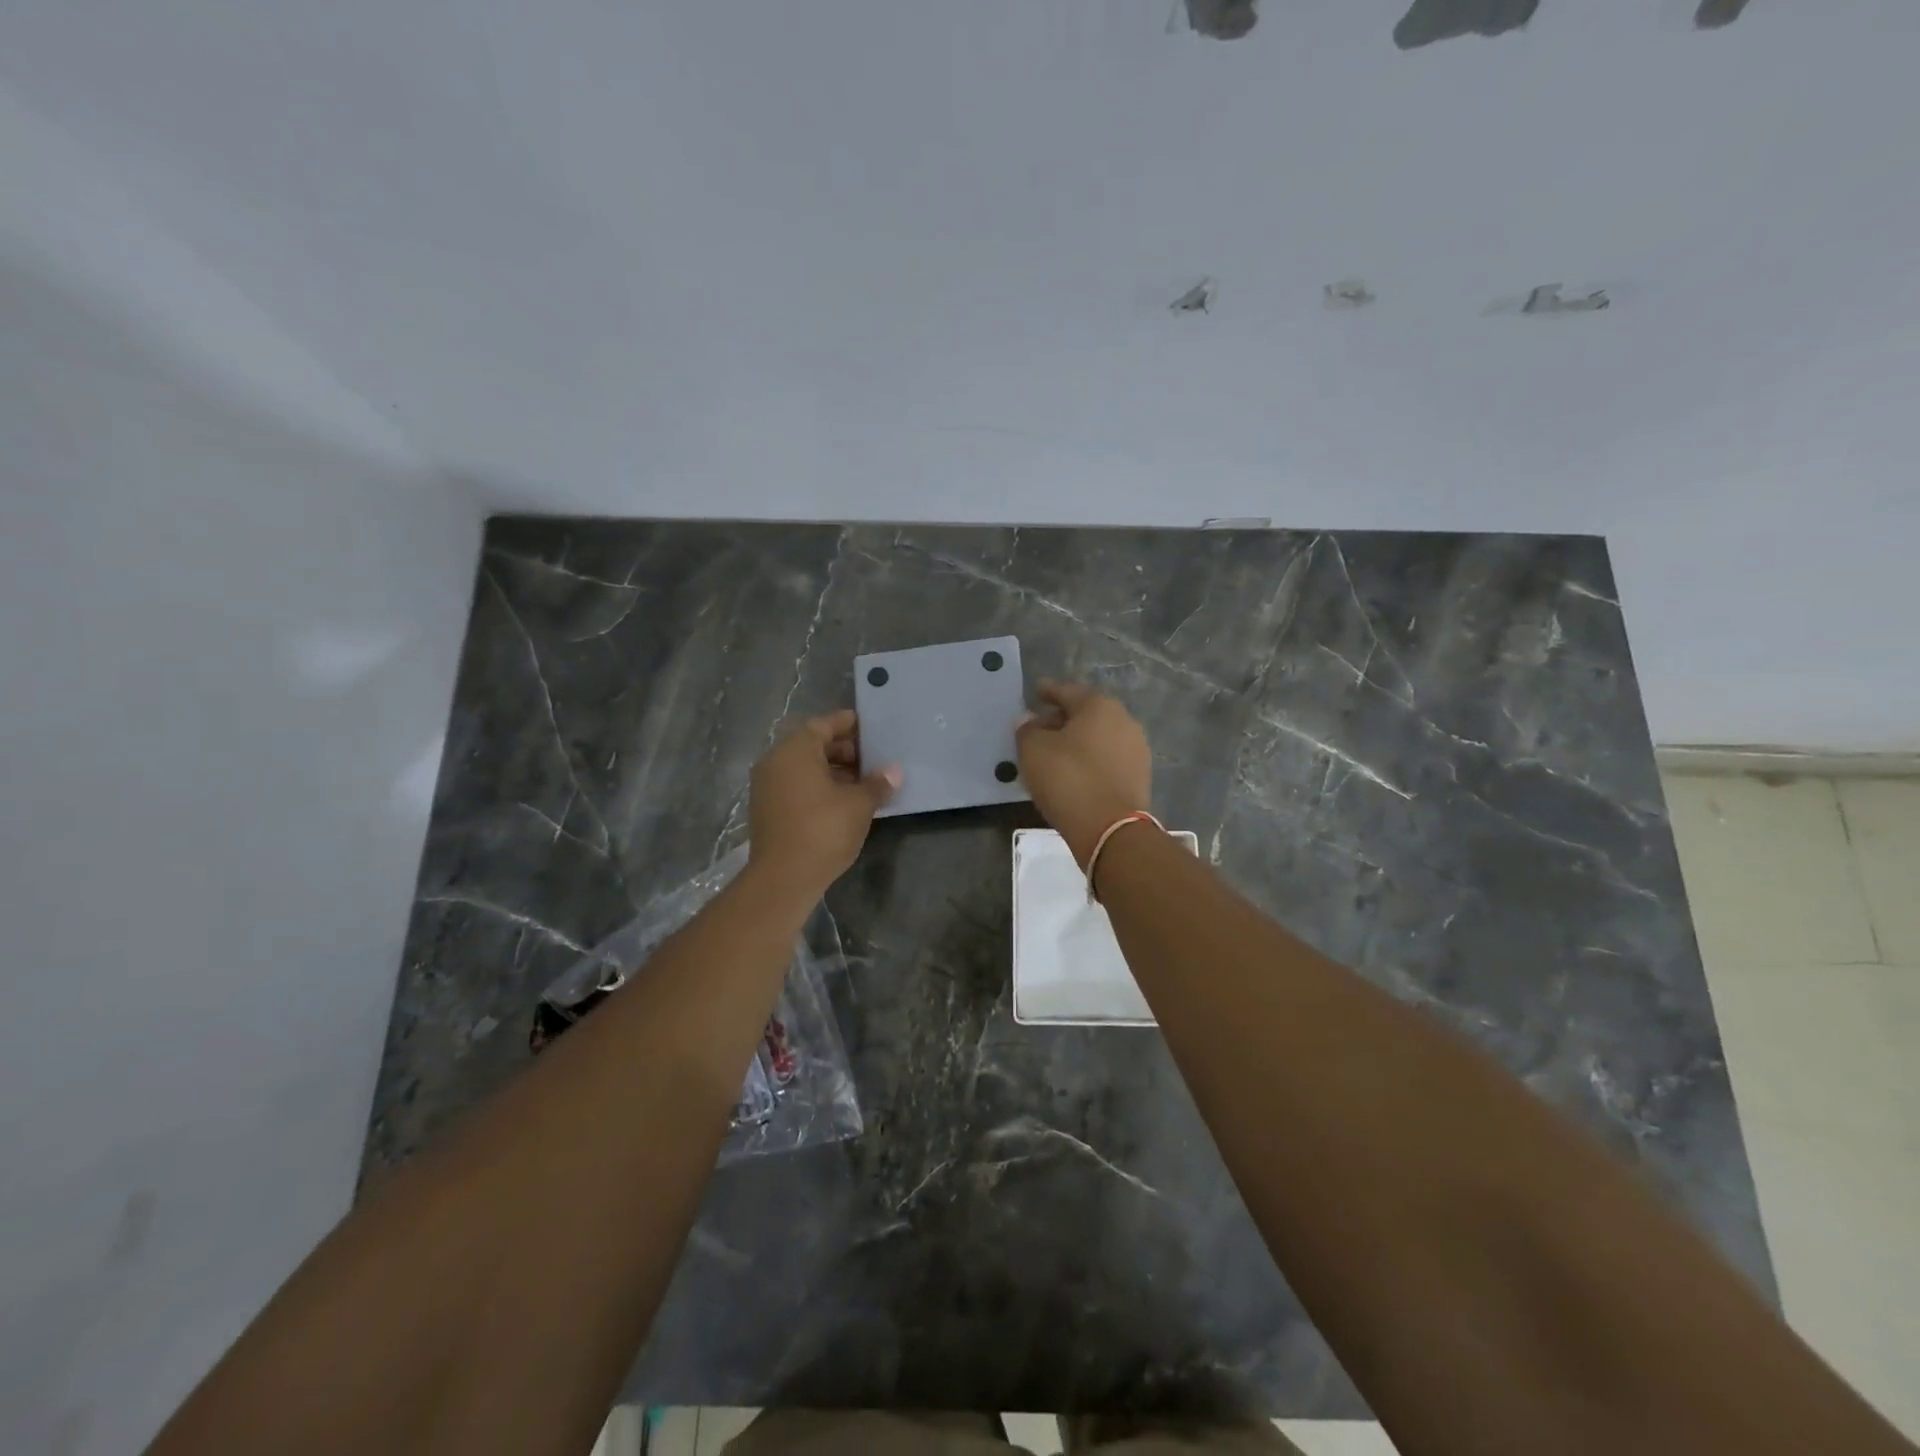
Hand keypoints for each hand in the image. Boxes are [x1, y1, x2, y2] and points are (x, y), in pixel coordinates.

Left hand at [748, 710, 899, 895]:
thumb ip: (877, 784)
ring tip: (863, 781)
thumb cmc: (823, 830)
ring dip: (833, 770)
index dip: (847, 724)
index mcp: (795, 751)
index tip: (868, 725)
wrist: (783, 879)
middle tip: (872, 758)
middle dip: (843, 749)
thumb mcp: (858, 805)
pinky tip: (844, 801)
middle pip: (812, 745)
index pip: (823, 725)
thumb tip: (894, 771)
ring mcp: (767, 787)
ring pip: (804, 768)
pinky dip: (818, 786)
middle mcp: (775, 762)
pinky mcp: (768, 810)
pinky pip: (796, 786)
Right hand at [1015, 680, 1152, 866]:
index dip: (1049, 691)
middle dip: (1062, 718)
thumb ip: (1027, 730)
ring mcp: (1136, 750)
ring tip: (1054, 753)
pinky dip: (1089, 760)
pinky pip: (1107, 759)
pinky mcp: (1139, 777)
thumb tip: (1029, 720)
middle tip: (1040, 727)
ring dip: (1077, 741)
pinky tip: (1073, 772)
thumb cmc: (1068, 778)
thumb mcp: (1033, 750)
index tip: (1037, 690)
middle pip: (1086, 714)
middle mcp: (1124, 721)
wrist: (1110, 829)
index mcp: (1099, 706)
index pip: (1068, 692)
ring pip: (1098, 738)